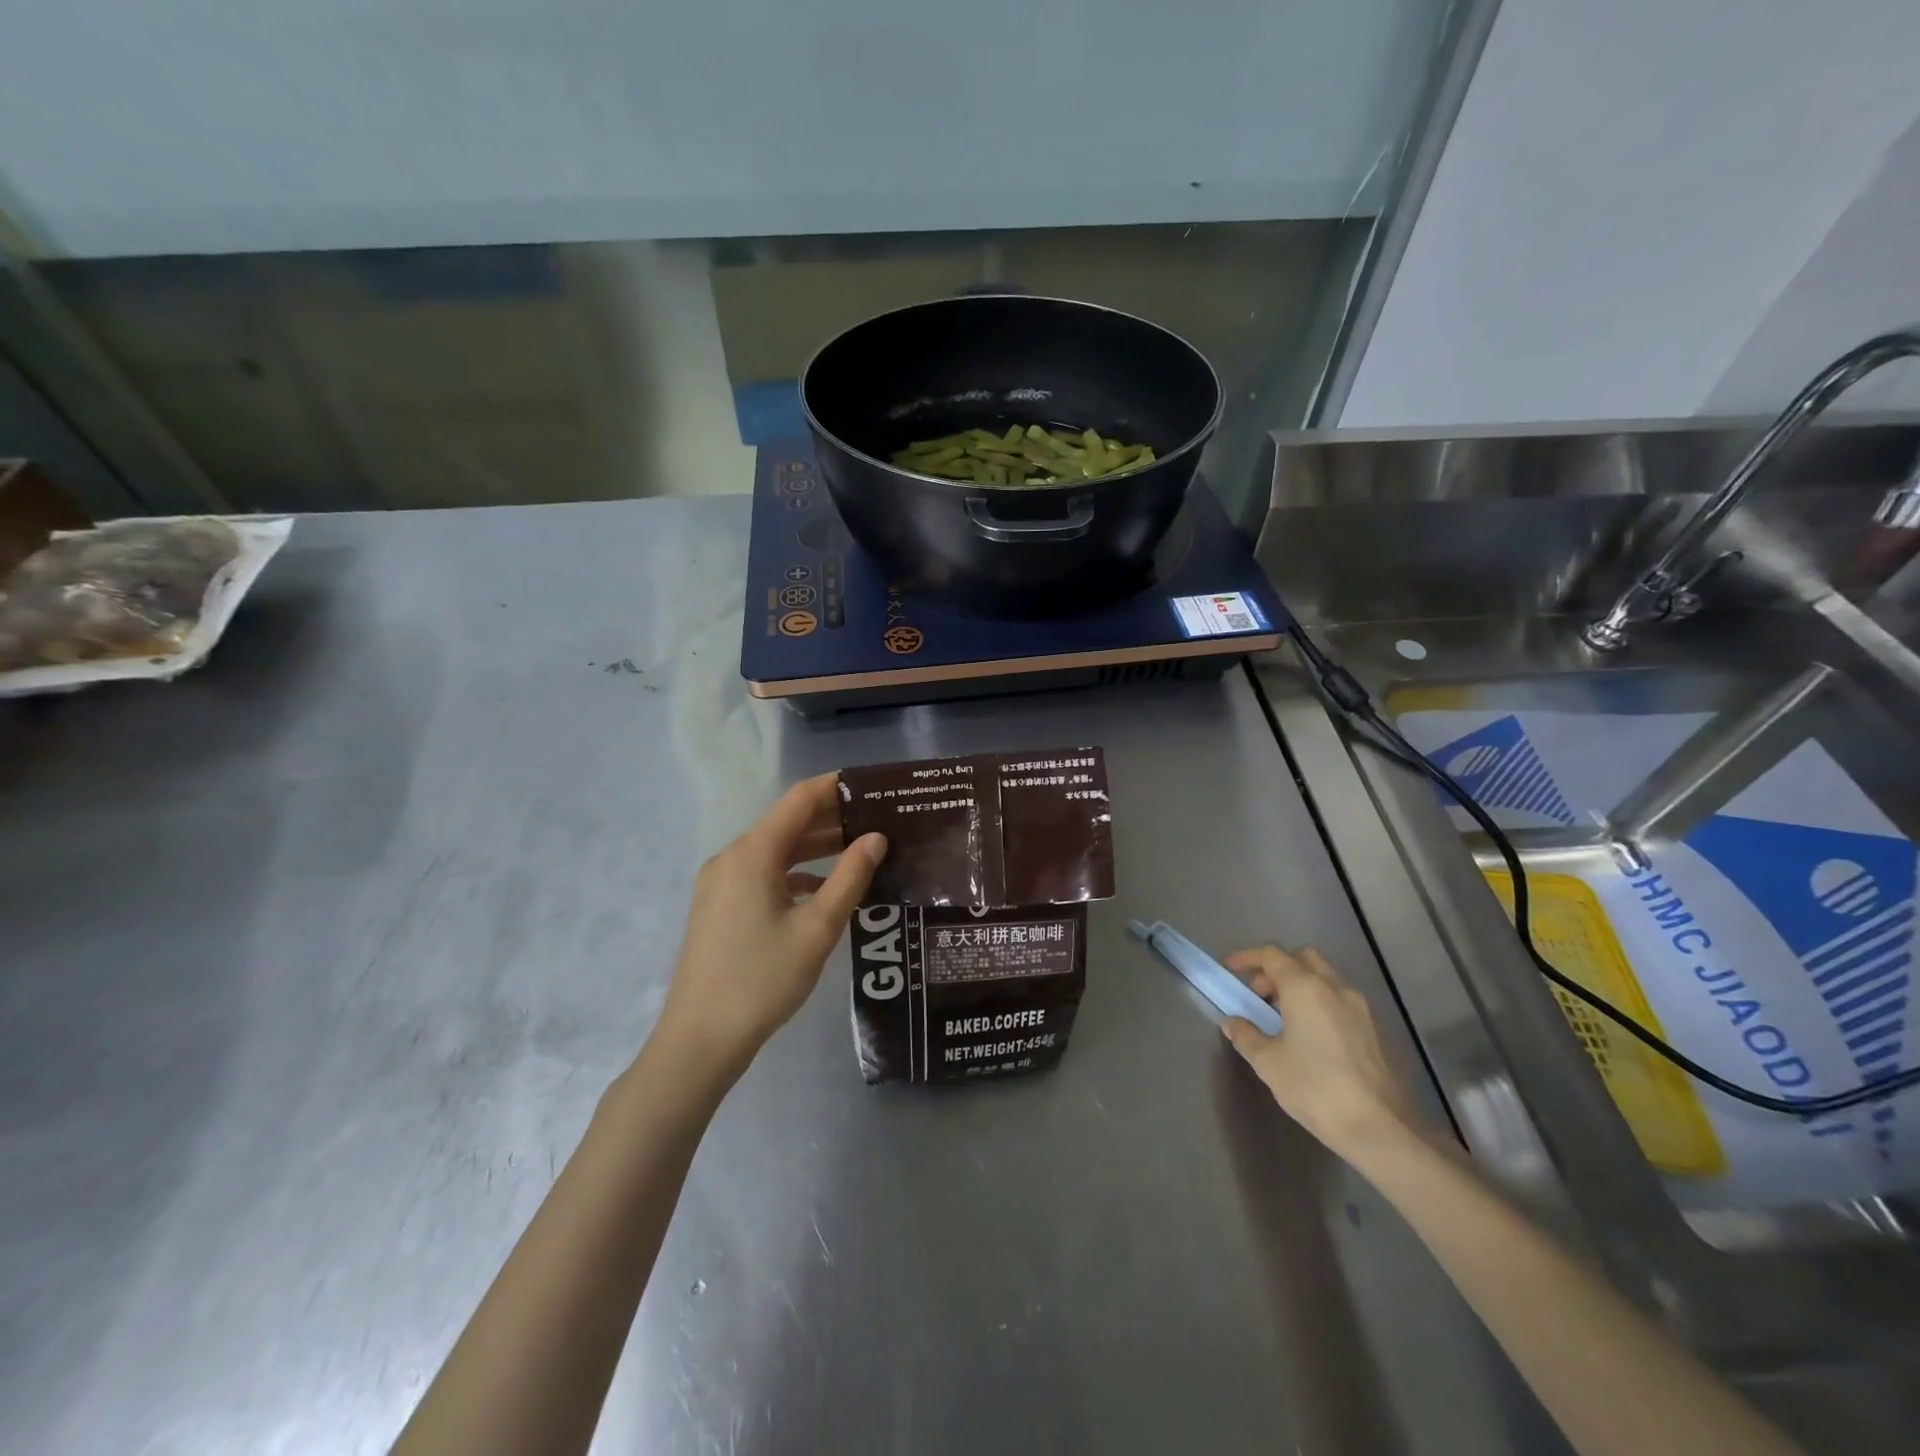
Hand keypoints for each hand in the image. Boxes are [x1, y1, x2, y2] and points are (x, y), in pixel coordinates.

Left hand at [653, 773, 886, 1081]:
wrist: (700, 1039)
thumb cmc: (763, 980)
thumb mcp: (817, 928)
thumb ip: (850, 877)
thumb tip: (876, 838)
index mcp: (753, 853)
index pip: (800, 800)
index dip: (836, 786)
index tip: (872, 785)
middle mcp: (732, 857)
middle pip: (787, 823)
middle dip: (832, 819)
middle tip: (879, 820)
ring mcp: (721, 882)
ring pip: (776, 851)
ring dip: (816, 848)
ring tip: (862, 851)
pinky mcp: (719, 906)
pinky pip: (763, 874)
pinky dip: (795, 874)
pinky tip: (825, 891)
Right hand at [1220, 945, 1424, 1160]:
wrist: (1381, 1129)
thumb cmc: (1315, 1088)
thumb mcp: (1268, 1063)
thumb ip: (1246, 1035)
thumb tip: (1232, 1022)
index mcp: (1305, 988)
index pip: (1272, 956)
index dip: (1248, 958)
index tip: (1231, 969)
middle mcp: (1335, 988)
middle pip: (1303, 958)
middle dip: (1278, 968)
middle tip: (1260, 993)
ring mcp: (1361, 1008)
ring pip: (1326, 978)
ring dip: (1301, 985)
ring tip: (1284, 1016)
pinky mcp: (1376, 1030)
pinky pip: (1341, 1000)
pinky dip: (1321, 1002)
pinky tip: (1312, 1035)